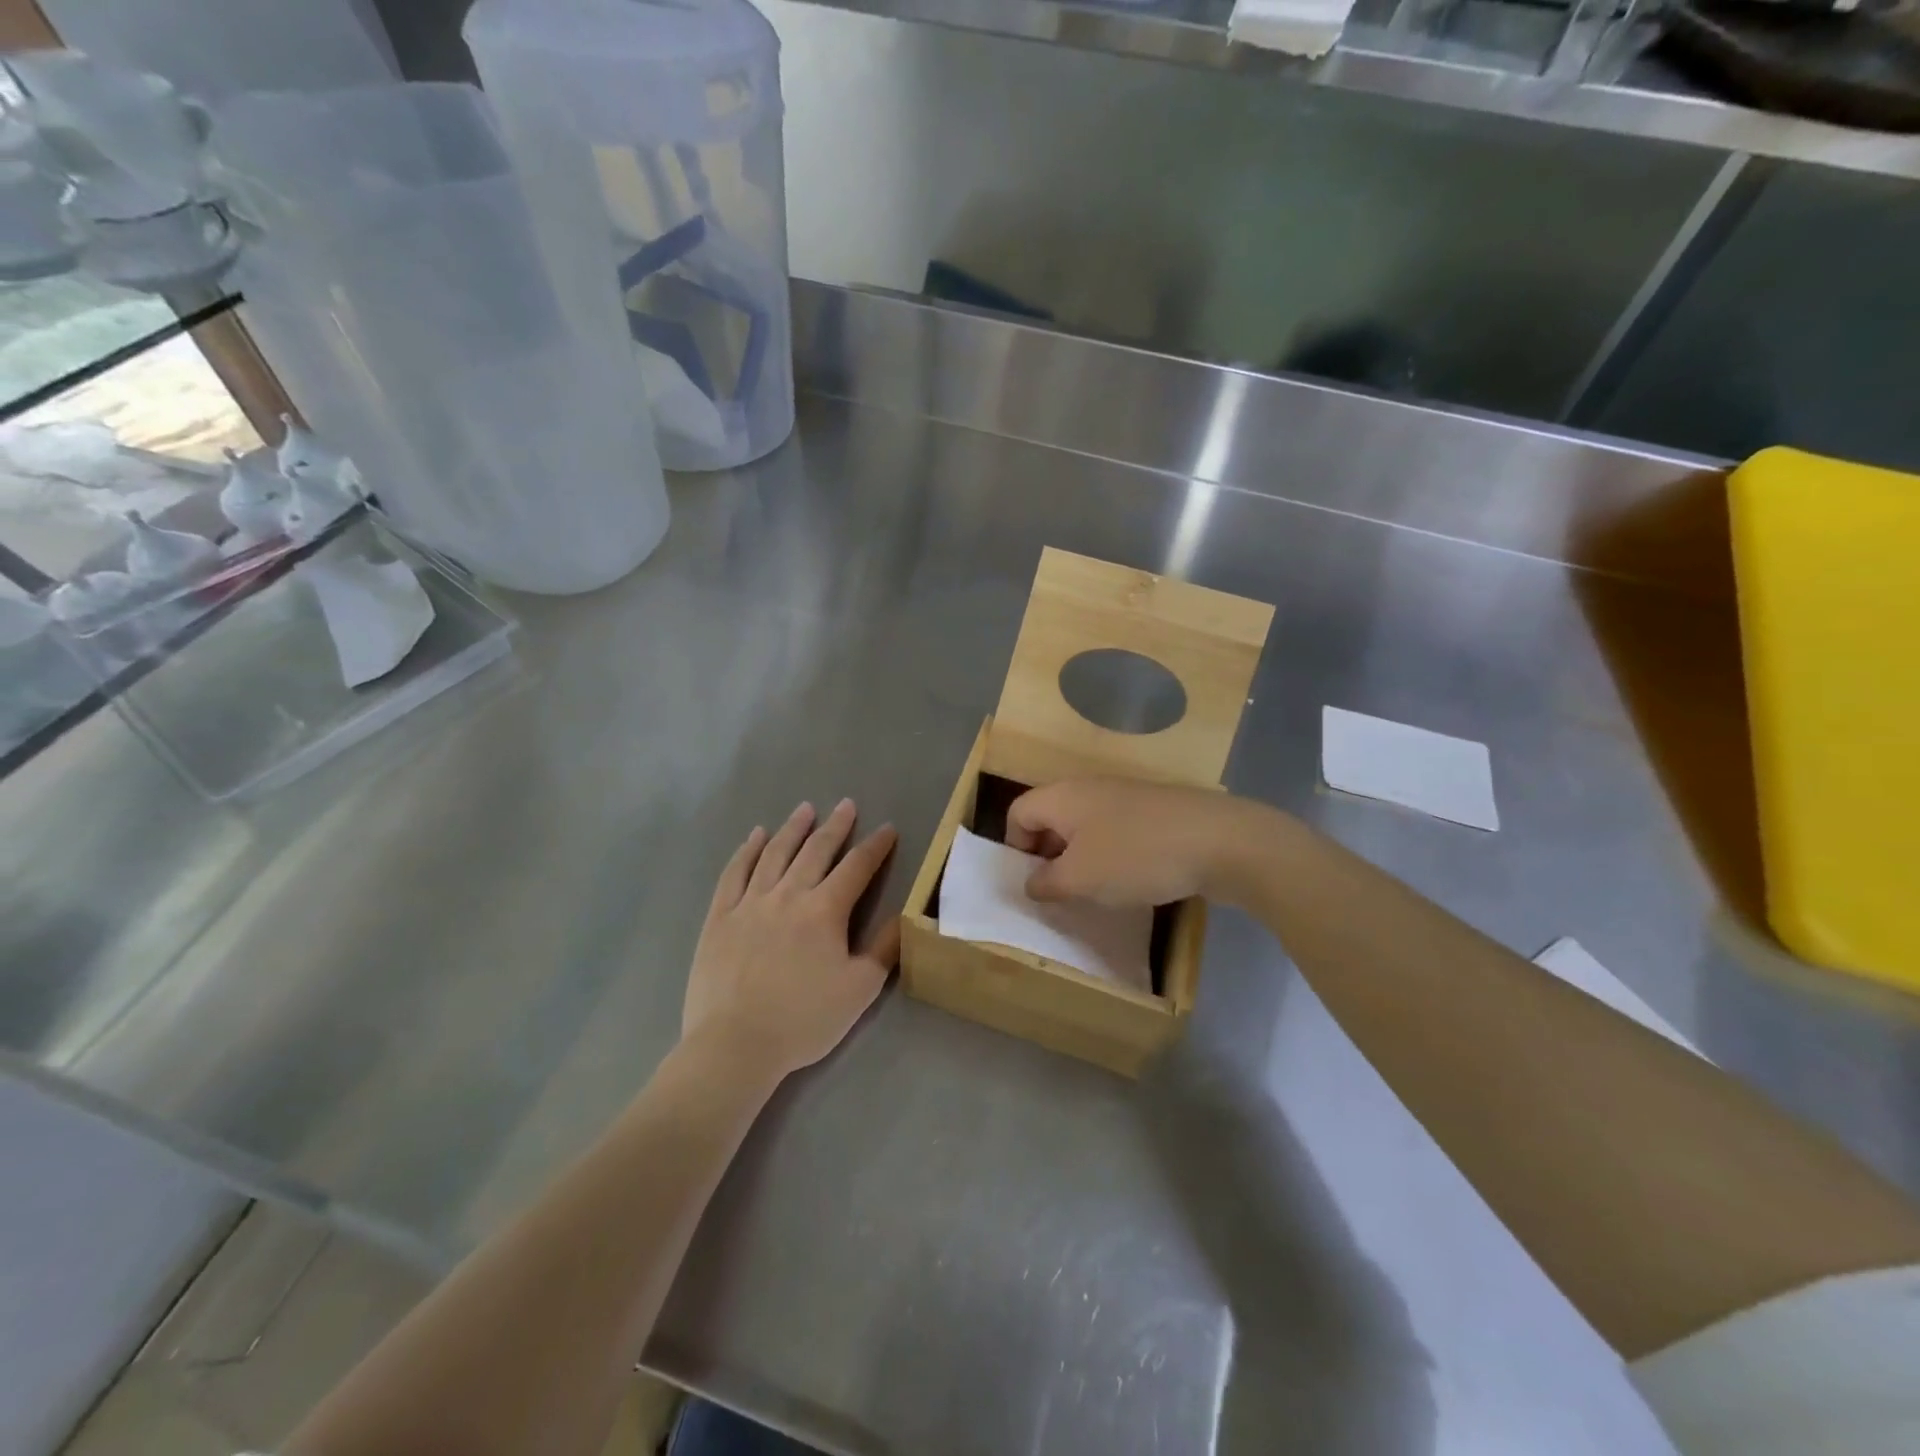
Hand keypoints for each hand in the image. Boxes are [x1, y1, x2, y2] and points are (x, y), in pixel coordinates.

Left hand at [683, 800, 898, 1080]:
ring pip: (775, 853)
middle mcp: (789, 895)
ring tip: (805, 809)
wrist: (735, 1044)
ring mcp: (750, 902)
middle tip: (846, 804)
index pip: (857, 867)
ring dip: (793, 829)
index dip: (876, 846)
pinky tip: (756, 836)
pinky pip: (735, 873)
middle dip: (835, 826)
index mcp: (825, 910)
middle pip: (816, 851)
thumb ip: (885, 949)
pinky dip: (747, 851)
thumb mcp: (860, 990)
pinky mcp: (720, 916)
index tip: (887, 829)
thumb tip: (904, 915)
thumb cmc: (804, 1020)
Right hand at [1006, 778, 1270, 906]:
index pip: (1017, 812)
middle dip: (1047, 856)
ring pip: (1085, 827)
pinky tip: (1131, 882)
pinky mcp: (1155, 812)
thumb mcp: (1080, 878)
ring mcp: (1126, 797)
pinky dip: (1113, 856)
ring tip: (1095, 893)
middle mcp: (1089, 788)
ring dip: (1081, 859)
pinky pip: (1117, 832)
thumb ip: (1046, 883)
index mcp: (1062, 796)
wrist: (1220, 841)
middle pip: (1051, 818)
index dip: (1015, 847)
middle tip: (1059, 892)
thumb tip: (1033, 883)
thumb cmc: (1136, 856)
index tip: (1032, 882)